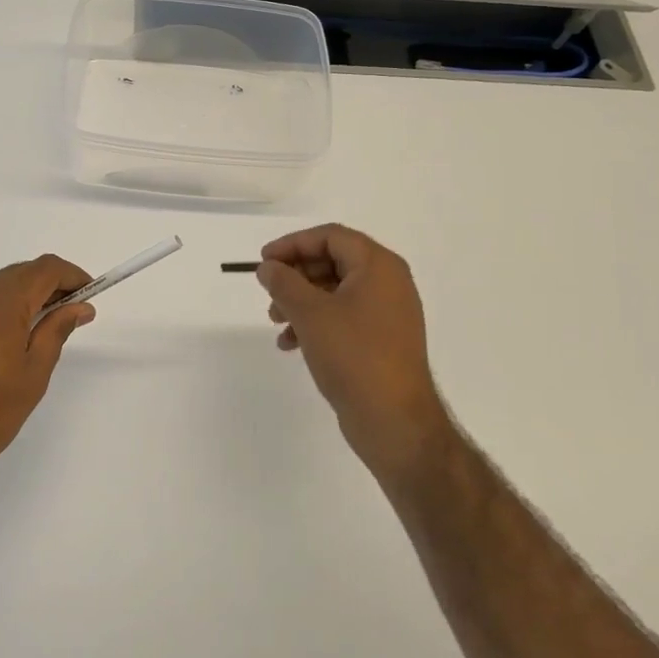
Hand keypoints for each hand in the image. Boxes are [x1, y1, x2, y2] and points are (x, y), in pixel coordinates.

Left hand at [0, 255, 94, 500]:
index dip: (72, 275)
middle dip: (48, 287)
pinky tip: (0, 345)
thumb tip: (79, 306)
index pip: (45, 268)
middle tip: (69, 314)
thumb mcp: (34, 373)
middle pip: (19, 274)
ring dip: (20, 299)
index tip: (90, 294)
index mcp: (1, 300)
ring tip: (37, 332)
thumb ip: (57, 330)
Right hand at [256, 224, 451, 479]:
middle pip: (333, 261)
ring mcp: (387, 313)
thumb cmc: (354, 356)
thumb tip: (268, 267)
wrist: (394, 421)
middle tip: (268, 291)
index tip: (264, 260)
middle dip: (295, 274)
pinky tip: (290, 344)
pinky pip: (343, 317)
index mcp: (378, 266)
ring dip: (301, 300)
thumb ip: (284, 282)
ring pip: (335, 291)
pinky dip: (316, 323)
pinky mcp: (381, 340)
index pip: (331, 236)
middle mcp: (388, 283)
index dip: (293, 243)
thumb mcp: (310, 313)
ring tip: (275, 320)